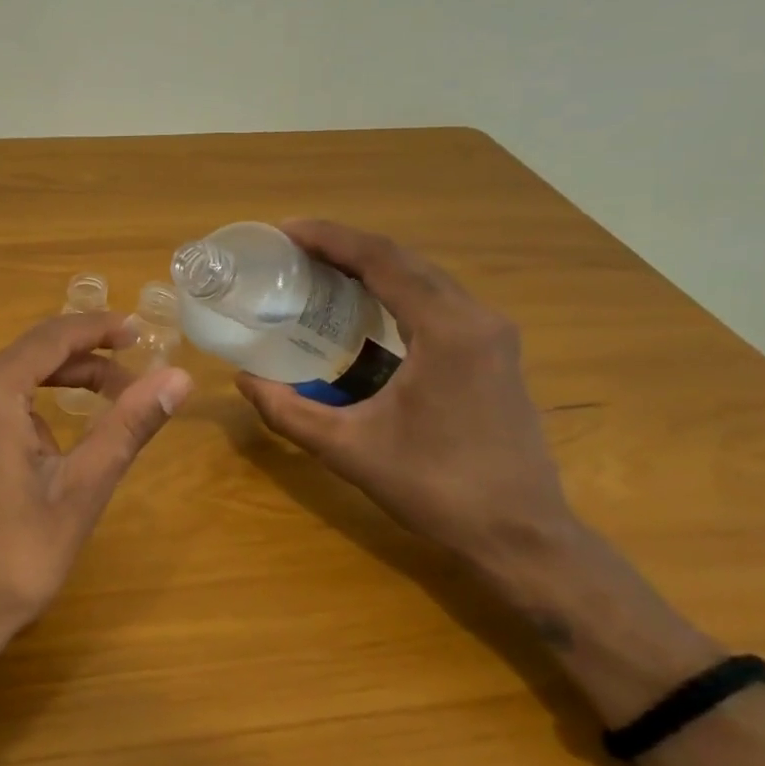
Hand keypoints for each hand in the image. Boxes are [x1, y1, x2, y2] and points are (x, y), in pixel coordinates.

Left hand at [0, 312, 193, 654]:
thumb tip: (179, 377)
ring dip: (48, 395)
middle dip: (80, 367)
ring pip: (2, 384)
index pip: (50, 338)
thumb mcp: (82, 488)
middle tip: (128, 387)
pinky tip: (33, 461)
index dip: (97, 329)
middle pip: (25, 359)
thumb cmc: (16, 557)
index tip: (138, 332)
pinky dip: (16, 415)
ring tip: (83, 441)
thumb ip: (128, 425)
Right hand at [236, 220, 576, 585]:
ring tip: (320, 270)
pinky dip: (395, 291)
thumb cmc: (434, 488)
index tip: (285, 231)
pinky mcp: (495, 353)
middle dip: (346, 247)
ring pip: (425, 278)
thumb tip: (244, 380)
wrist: (520, 534)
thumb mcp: (347, 449)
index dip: (330, 238)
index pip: (382, 260)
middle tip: (293, 250)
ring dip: (372, 267)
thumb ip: (287, 411)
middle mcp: (477, 318)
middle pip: (405, 260)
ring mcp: (492, 335)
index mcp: (447, 330)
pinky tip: (364, 308)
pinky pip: (438, 301)